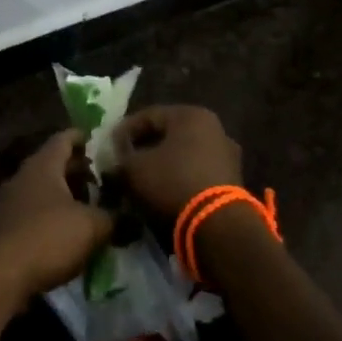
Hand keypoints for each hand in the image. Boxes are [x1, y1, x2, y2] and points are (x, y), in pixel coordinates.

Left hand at [0, 130, 112, 305]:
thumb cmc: (48, 237)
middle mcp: (22, 176)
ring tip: (88, 203)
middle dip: (76, 168)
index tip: (97, 139)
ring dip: (64, 193)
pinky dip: (51, 212)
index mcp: (42, 165)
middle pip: (52, 163)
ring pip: (42, 188)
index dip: (81, 137)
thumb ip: (113, 217)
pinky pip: (32, 210)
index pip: (63, 139)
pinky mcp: (4, 226)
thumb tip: (130, 216)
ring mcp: (9, 201)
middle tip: (101, 176)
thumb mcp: (91, 226)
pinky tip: (66, 228)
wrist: (1, 275)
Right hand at [112, 106, 243, 225]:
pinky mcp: (232, 181)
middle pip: (168, 135)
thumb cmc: (172, 182)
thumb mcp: (134, 168)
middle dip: (144, 148)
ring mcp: (226, 155)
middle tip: (124, 162)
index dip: (124, 131)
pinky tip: (162, 192)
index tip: (109, 147)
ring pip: (182, 155)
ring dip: (161, 165)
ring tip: (141, 181)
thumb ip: (121, 158)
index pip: (148, 115)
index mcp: (191, 115)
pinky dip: (178, 178)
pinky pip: (195, 172)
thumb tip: (117, 160)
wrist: (217, 225)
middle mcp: (213, 128)